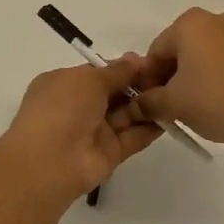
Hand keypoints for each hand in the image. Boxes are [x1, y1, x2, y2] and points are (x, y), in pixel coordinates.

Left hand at [0, 58, 162, 207]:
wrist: (49, 163)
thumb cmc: (62, 109)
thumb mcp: (88, 79)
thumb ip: (116, 71)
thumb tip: (136, 60)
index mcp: (64, 84)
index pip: (99, 72)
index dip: (123, 67)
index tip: (151, 62)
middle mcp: (78, 106)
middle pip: (115, 92)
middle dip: (139, 84)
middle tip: (169, 76)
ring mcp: (94, 131)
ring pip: (126, 114)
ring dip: (147, 103)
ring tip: (175, 93)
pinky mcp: (109, 153)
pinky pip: (133, 137)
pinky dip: (150, 127)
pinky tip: (171, 116)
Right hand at [124, 9, 223, 153]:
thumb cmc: (215, 102)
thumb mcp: (173, 105)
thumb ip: (148, 102)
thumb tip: (136, 105)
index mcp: (191, 23)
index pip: (156, 50)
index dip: (148, 78)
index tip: (150, 102)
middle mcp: (218, 18)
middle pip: (183, 48)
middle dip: (173, 74)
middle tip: (171, 105)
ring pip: (208, 53)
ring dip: (197, 74)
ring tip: (197, 105)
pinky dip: (220, 75)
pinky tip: (222, 100)